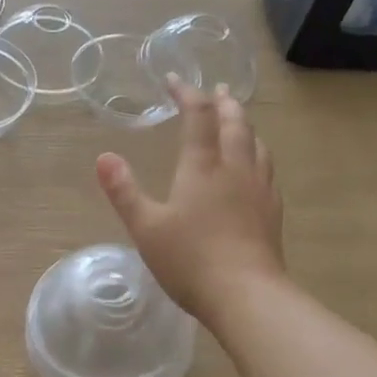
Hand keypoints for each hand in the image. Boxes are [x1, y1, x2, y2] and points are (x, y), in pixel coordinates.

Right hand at [96, 78, 284, 325]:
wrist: (246, 295)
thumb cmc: (190, 260)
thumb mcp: (146, 227)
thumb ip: (124, 191)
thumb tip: (103, 157)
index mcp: (203, 167)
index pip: (198, 116)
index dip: (187, 93)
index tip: (174, 80)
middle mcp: (235, 169)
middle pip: (235, 123)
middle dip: (223, 102)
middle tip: (215, 90)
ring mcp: (259, 190)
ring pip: (257, 144)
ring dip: (245, 125)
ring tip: (238, 121)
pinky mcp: (272, 212)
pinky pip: (267, 169)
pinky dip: (257, 154)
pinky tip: (255, 168)